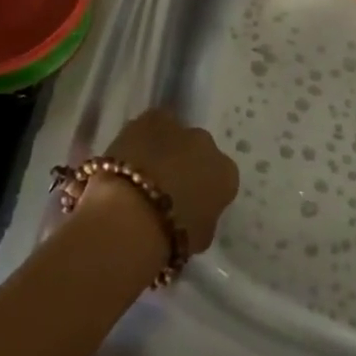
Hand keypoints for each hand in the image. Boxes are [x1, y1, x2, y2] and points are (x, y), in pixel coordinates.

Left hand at [89, 108, 238, 252]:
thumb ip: (203, 217)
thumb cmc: (169, 237)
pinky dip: (142, 138)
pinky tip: (129, 157)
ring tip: (143, 171)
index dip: (203, 191)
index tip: (188, 204)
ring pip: (174, 135)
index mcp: (226, 175)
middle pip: (199, 151)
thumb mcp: (199, 237)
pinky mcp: (148, 118)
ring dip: (164, 148)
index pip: (220, 179)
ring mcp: (178, 127)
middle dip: (186, 164)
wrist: (129, 216)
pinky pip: (150, 126)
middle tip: (165, 187)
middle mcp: (207, 145)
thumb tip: (193, 211)